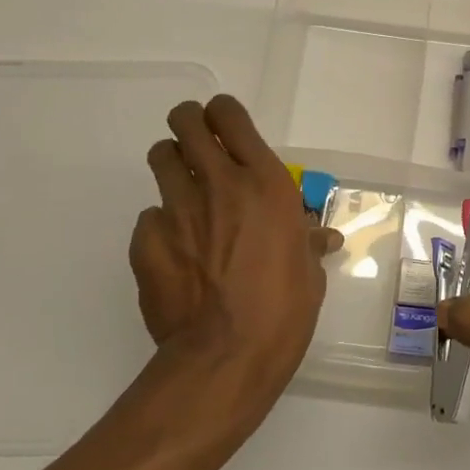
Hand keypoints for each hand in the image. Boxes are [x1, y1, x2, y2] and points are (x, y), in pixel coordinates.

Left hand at [129, 95, 339, 439]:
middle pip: (186, 122)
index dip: (223, 113)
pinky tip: (174, 251)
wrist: (227, 356)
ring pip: (161, 157)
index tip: (225, 126)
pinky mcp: (146, 240)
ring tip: (183, 189)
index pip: (230, 116)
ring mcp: (177, 209)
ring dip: (172, 164)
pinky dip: (161, 224)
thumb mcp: (309, 273)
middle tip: (196, 142)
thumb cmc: (284, 311)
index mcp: (264, 183)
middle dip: (189, 123)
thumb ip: (308, 243)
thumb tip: (323, 237)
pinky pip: (149, 216)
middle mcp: (218, 184)